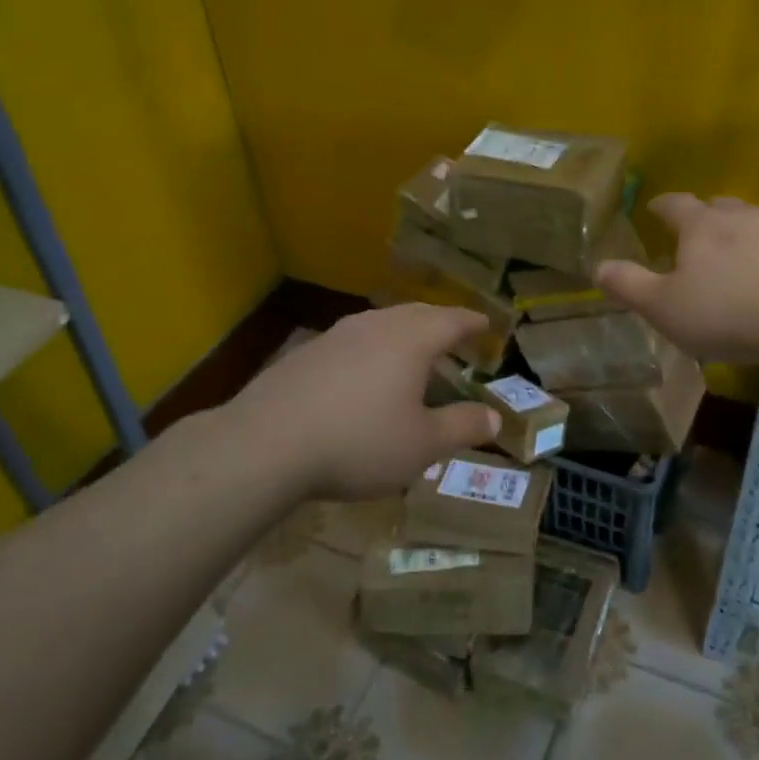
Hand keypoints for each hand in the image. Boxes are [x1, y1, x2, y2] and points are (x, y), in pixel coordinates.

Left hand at [210, 304, 501, 499]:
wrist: (264, 445)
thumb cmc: (359, 442)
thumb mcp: (422, 445)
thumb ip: (462, 427)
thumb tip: (494, 418)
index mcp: (411, 339)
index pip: (452, 319)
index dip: (473, 323)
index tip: (487, 325)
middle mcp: (375, 326)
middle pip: (416, 314)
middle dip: (440, 323)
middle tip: (455, 335)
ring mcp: (335, 336)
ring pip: (380, 324)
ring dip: (403, 334)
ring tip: (412, 353)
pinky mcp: (304, 354)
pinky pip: (352, 342)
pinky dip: (371, 351)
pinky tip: (363, 376)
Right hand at [596, 193, 758, 363]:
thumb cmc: (726, 313)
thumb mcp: (663, 307)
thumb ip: (629, 285)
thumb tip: (598, 266)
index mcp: (701, 226)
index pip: (674, 204)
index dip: (661, 206)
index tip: (654, 209)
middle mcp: (741, 216)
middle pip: (718, 206)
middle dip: (704, 216)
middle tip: (695, 235)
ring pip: (754, 220)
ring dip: (741, 232)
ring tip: (736, 255)